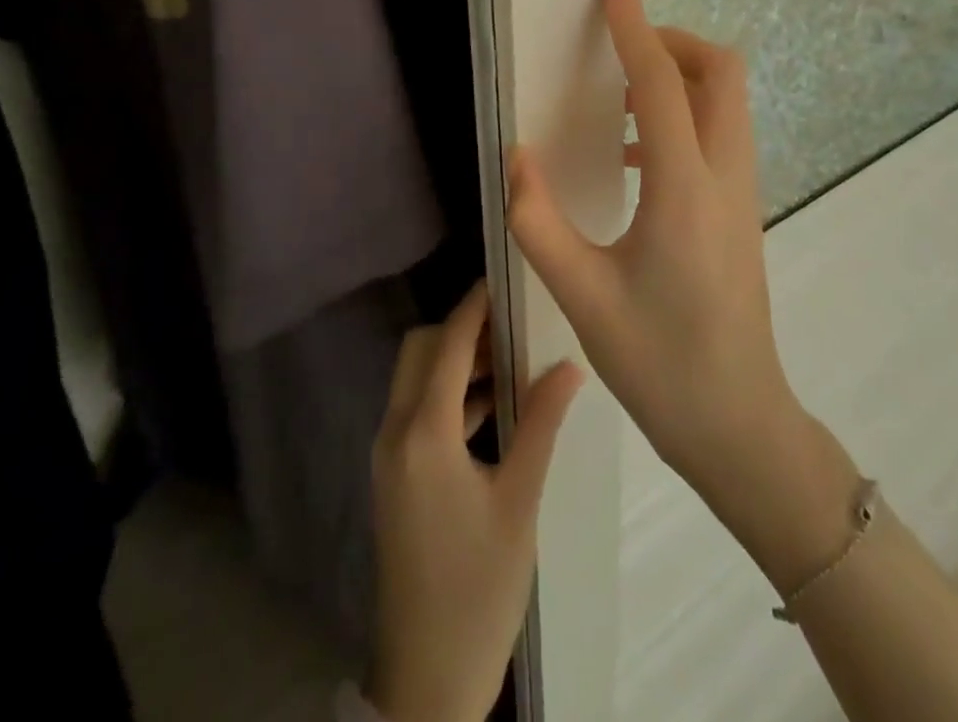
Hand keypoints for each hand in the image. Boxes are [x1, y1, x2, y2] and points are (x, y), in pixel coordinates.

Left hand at [366, 282, 583, 721]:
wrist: (426, 678)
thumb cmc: (478, 588)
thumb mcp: (518, 503)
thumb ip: (541, 425)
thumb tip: (569, 365)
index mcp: (422, 434)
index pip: (445, 344)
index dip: (472, 306)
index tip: (502, 279)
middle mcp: (394, 433)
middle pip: (418, 351)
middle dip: (460, 330)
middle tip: (510, 326)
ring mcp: (388, 456)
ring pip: (415, 380)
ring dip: (454, 363)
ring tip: (509, 360)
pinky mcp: (393, 476)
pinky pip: (416, 411)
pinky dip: (447, 396)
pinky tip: (491, 408)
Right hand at [506, 0, 856, 581]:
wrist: (740, 424)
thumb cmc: (660, 362)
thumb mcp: (582, 296)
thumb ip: (538, 220)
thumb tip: (512, 155)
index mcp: (683, 188)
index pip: (661, 81)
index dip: (634, 23)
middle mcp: (724, 176)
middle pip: (720, 72)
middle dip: (671, 41)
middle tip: (618, 52)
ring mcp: (742, 193)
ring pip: (728, 100)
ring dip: (680, 76)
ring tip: (619, 97)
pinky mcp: (741, 210)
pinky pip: (721, 133)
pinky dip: (684, 114)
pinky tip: (636, 156)